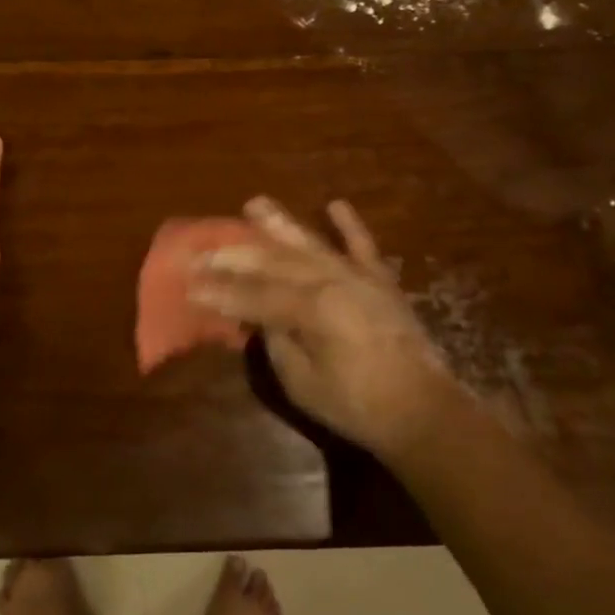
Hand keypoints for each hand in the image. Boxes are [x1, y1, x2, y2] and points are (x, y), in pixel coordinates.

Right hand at [188, 197, 453, 458]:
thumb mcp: (302, 382)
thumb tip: (261, 317)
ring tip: (255, 204)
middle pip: (275, 263)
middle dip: (236, 256)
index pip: (253, 296)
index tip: (190, 284)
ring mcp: (358, 277)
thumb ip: (277, 342)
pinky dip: (349, 226)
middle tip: (206, 249)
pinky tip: (334, 204)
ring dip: (281, 224)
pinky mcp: (381, 282)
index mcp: (311, 309)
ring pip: (311, 245)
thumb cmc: (357, 405)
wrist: (424, 411)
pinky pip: (363, 247)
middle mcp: (332, 281)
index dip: (220, 291)